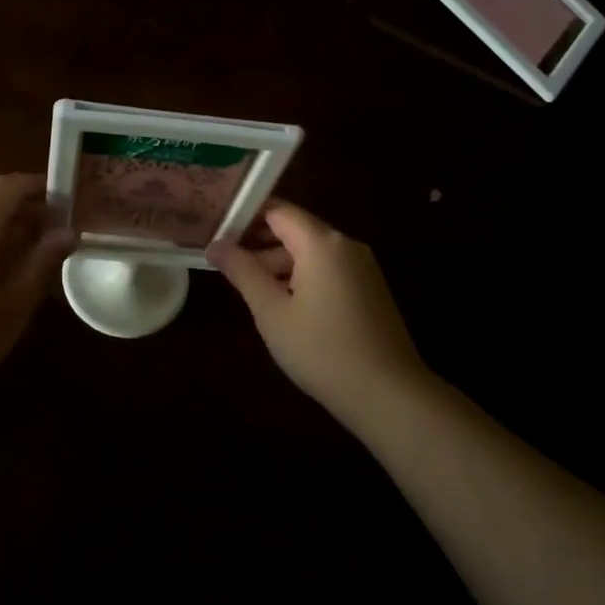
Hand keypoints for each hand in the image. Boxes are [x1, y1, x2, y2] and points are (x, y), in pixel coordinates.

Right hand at [207, 201, 431, 428]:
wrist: (388, 394)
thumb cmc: (321, 350)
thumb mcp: (272, 312)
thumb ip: (243, 272)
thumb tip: (215, 245)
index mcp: (322, 243)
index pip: (277, 210)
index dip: (245, 216)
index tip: (216, 231)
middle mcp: (345, 245)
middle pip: (295, 229)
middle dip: (259, 243)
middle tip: (223, 263)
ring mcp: (362, 267)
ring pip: (311, 252)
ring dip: (279, 264)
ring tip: (248, 289)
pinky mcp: (369, 289)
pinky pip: (327, 270)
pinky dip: (301, 277)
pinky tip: (282, 305)